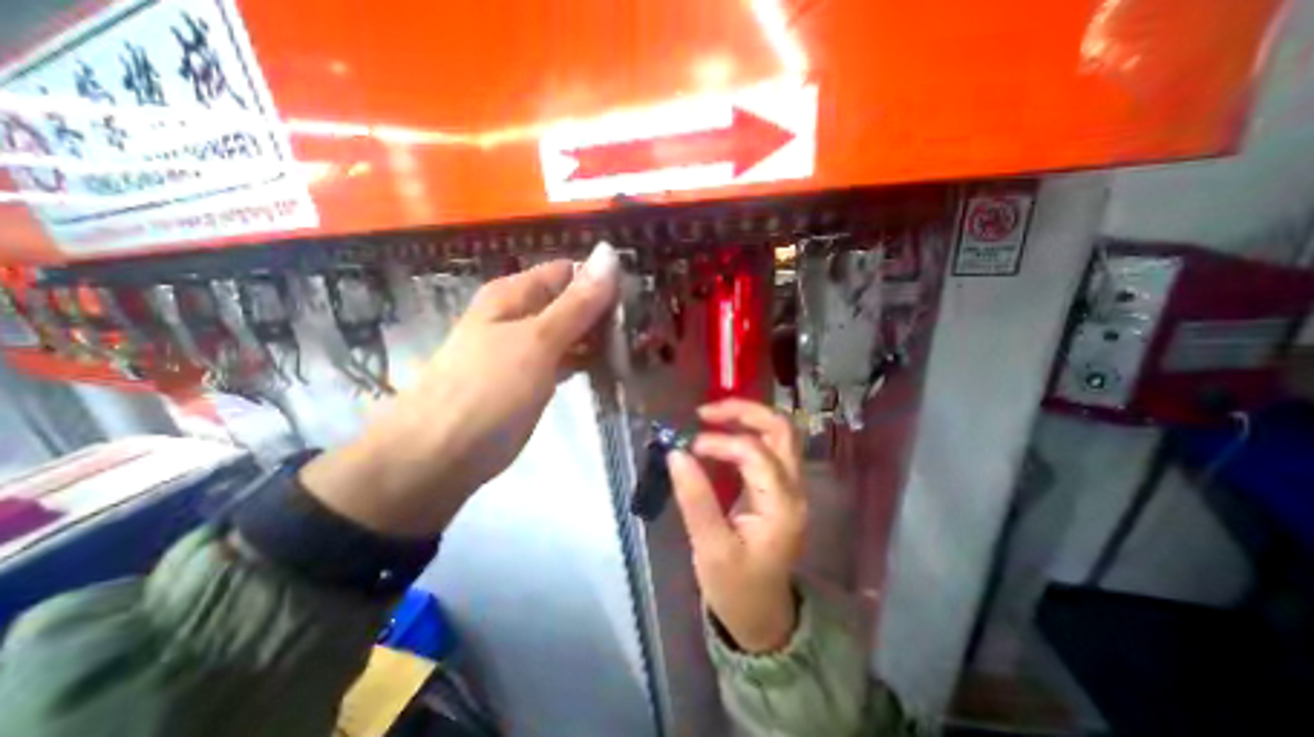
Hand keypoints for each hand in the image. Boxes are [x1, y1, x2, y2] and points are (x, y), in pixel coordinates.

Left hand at [302, 244, 620, 537]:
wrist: (441, 456)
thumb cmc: (489, 390)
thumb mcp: (538, 341)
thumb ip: (578, 303)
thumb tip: (609, 253)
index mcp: (515, 295)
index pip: (570, 273)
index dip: (603, 282)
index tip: (638, 301)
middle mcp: (520, 315)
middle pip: (573, 303)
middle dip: (606, 314)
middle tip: (643, 331)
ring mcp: (526, 349)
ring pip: (572, 333)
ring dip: (601, 339)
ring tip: (637, 348)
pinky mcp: (533, 378)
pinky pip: (567, 360)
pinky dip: (589, 361)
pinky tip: (614, 369)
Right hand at [672, 400, 807, 652]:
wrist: (762, 616)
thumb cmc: (736, 588)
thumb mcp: (711, 549)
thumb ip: (695, 499)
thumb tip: (676, 454)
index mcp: (781, 506)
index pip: (754, 453)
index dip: (719, 442)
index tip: (688, 447)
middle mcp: (794, 489)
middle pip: (781, 429)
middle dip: (744, 411)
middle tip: (705, 412)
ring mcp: (791, 487)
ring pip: (778, 433)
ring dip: (746, 418)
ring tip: (710, 417)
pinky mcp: (779, 488)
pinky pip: (769, 446)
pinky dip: (746, 431)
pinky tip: (722, 434)